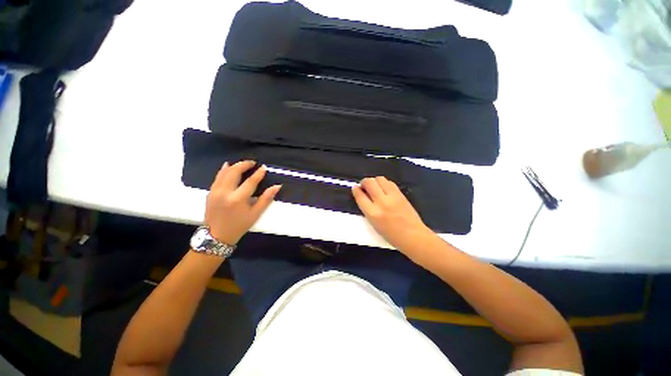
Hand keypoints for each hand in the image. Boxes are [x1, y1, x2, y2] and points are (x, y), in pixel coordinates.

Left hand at [205, 161, 280, 244]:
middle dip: (244, 164)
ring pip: (224, 173)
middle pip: (234, 172)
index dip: (258, 174)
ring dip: (234, 166)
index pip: (250, 181)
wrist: (216, 236)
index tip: (263, 167)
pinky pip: (217, 177)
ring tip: (243, 163)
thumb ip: (266, 199)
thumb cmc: (239, 226)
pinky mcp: (210, 193)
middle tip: (253, 162)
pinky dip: (223, 170)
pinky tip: (227, 166)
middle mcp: (225, 192)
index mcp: (237, 199)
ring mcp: (215, 192)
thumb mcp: (255, 214)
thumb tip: (277, 187)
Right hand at [352, 177, 435, 255]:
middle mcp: (381, 202)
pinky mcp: (401, 194)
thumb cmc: (391, 235)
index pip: (360, 196)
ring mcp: (392, 197)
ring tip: (375, 186)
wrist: (413, 236)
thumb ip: (367, 209)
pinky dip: (384, 183)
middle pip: (369, 182)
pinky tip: (385, 189)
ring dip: (374, 181)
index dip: (356, 190)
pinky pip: (390, 182)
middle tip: (364, 186)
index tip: (355, 188)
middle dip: (364, 182)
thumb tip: (363, 196)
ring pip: (380, 179)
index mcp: (372, 213)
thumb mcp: (373, 224)